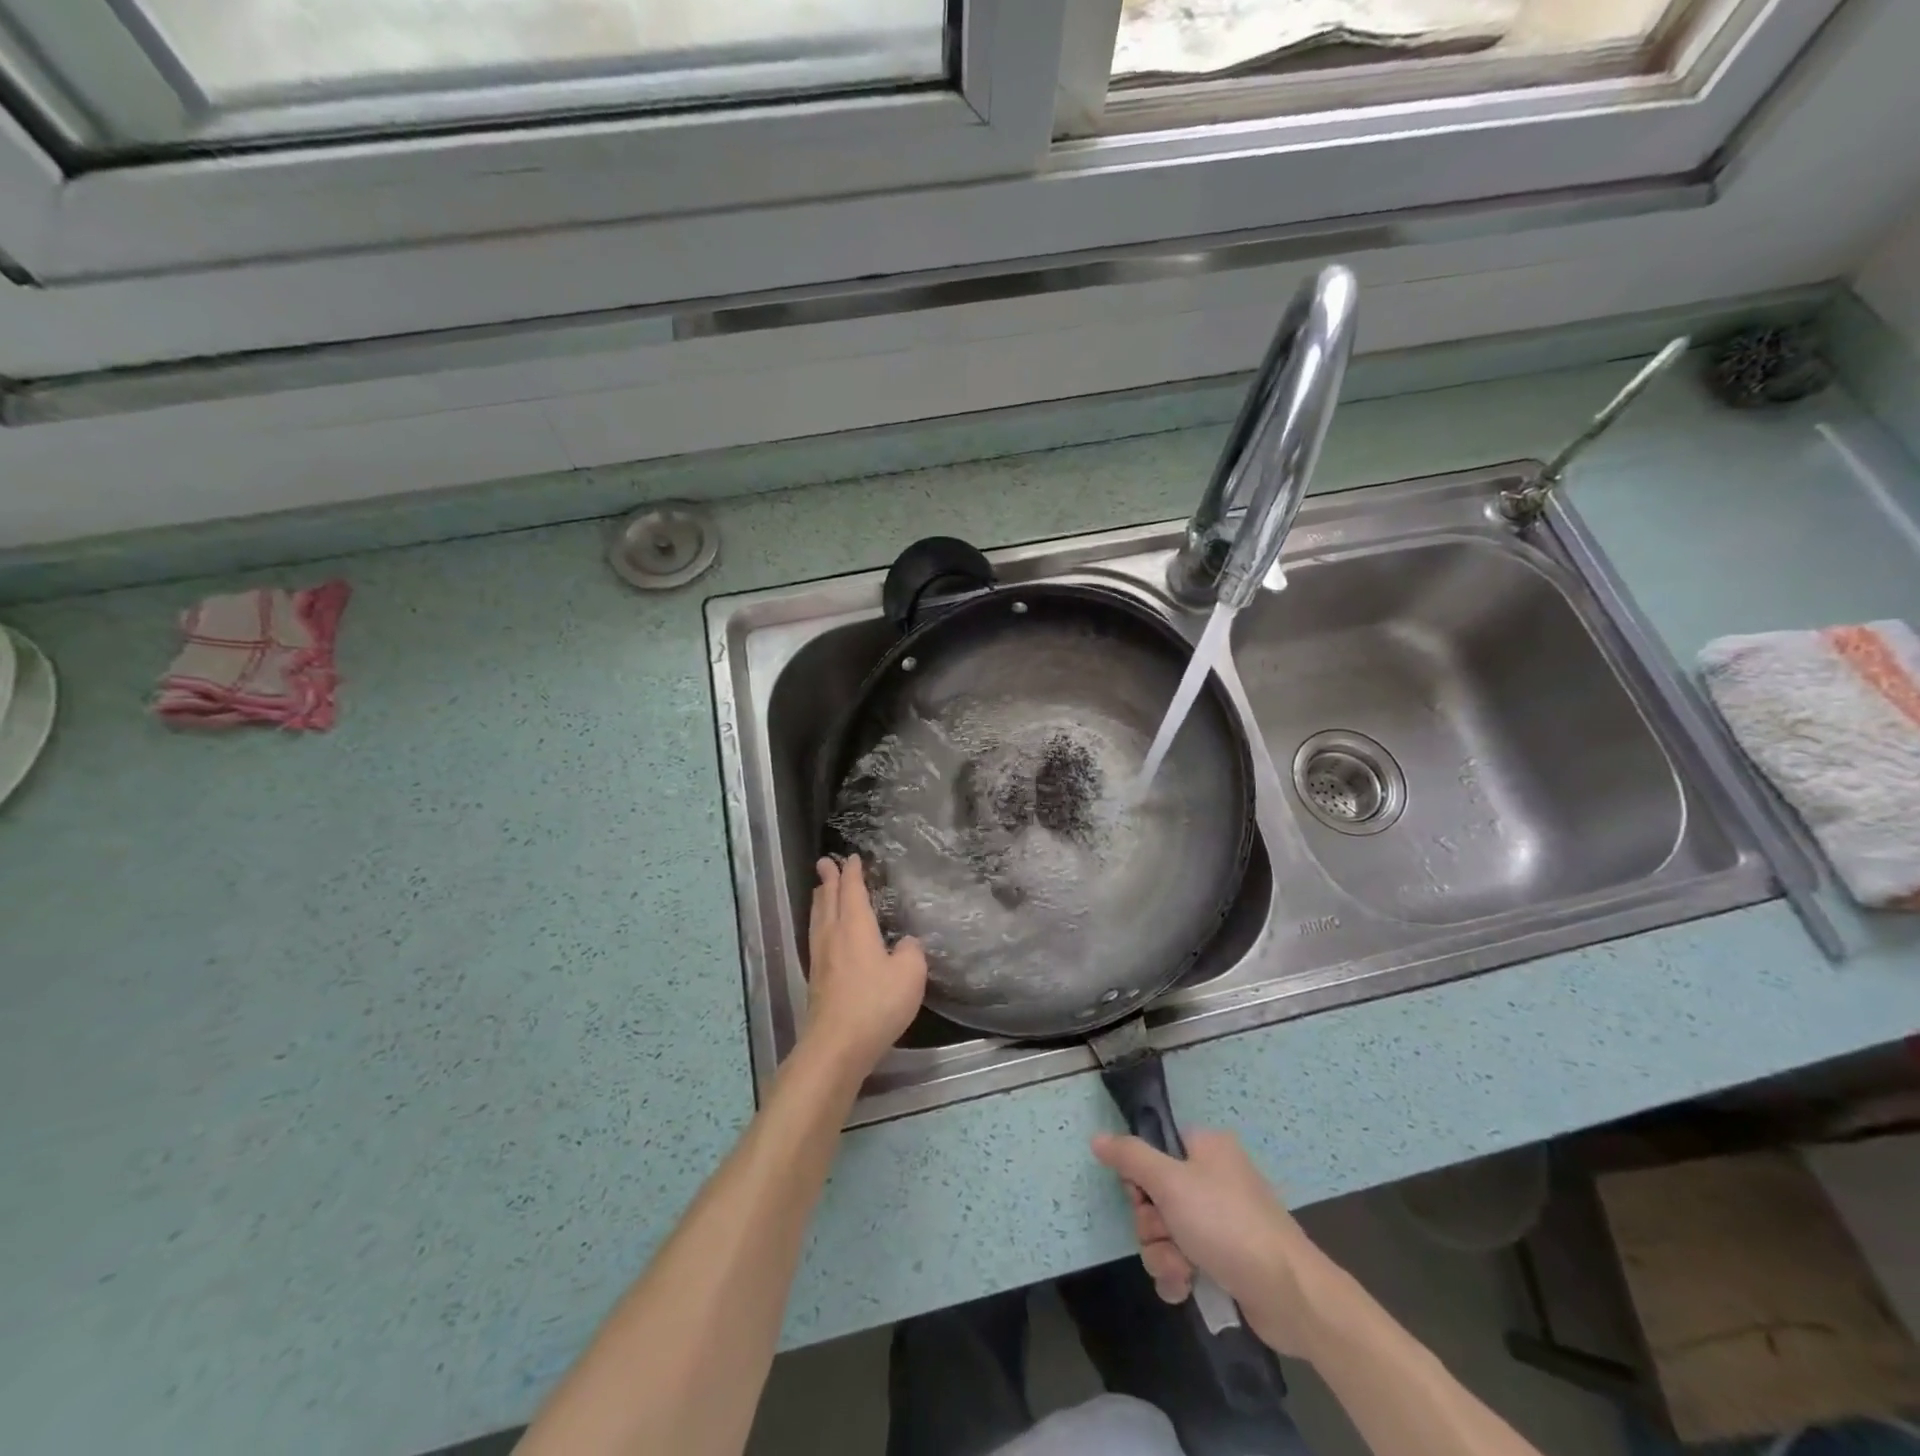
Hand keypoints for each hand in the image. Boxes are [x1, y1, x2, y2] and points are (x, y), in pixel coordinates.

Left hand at [804, 855, 927, 1075]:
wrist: (837, 1045)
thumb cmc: (876, 1003)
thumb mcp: (910, 974)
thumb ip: (911, 951)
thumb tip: (905, 943)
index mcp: (855, 926)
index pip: (852, 891)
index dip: (852, 873)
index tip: (851, 858)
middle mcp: (834, 935)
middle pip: (829, 899)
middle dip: (829, 879)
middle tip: (825, 862)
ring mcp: (821, 958)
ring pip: (819, 918)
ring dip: (821, 899)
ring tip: (821, 890)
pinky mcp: (817, 979)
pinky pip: (817, 936)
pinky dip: (820, 922)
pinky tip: (824, 931)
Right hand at [1092, 1129, 1339, 1359]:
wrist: (1290, 1294)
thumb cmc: (1227, 1224)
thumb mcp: (1171, 1182)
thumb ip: (1131, 1157)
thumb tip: (1097, 1138)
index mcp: (1205, 1147)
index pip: (1153, 1150)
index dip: (1141, 1177)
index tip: (1143, 1195)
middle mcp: (1212, 1178)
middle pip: (1154, 1196)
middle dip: (1152, 1225)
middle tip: (1168, 1236)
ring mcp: (1220, 1221)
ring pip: (1165, 1232)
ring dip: (1163, 1254)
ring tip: (1182, 1270)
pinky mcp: (1225, 1259)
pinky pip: (1182, 1260)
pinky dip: (1178, 1274)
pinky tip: (1185, 1288)